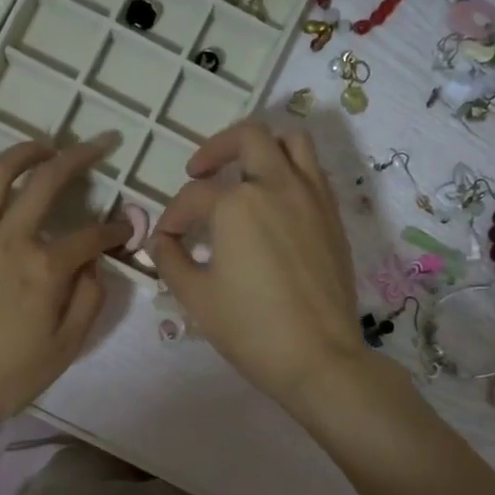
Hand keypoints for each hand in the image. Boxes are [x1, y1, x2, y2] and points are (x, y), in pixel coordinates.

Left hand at [0, 135, 130, 442]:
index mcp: (44, 269)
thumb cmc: (4, 379)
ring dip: (23, 153)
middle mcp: (8, 241)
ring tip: (42, 147)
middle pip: (47, 183)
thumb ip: (88, 303)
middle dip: (80, 157)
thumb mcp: (64, 350)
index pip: (91, 236)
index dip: (115, 231)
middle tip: (99, 144)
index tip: (124, 231)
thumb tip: (94, 267)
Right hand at [150, 121, 368, 414]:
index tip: (167, 239)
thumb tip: (162, 241)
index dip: (173, 216)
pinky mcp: (333, 216)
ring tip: (244, 173)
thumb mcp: (196, 297)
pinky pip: (313, 171)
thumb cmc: (250, 328)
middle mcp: (277, 186)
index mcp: (237, 204)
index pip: (193, 196)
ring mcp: (312, 197)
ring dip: (262, 148)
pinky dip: (290, 172)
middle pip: (248, 138)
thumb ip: (171, 260)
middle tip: (199, 171)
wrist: (318, 357)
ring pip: (291, 142)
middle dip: (216, 148)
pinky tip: (274, 203)